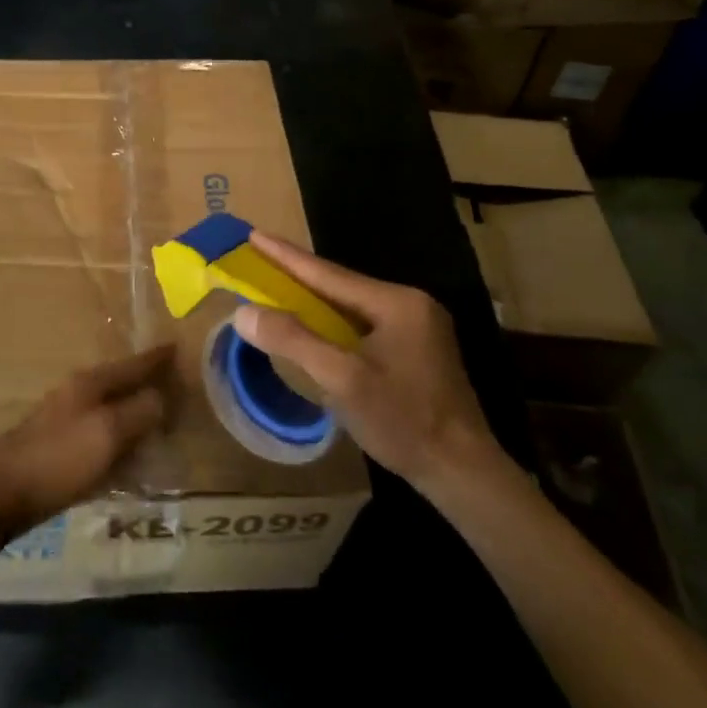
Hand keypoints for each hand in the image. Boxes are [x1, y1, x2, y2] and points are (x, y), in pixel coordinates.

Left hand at [0, 346, 170, 535]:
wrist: (1, 492)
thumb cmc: (59, 458)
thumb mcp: (107, 433)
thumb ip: (138, 412)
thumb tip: (161, 397)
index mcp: (90, 383)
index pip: (132, 364)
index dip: (156, 358)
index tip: (177, 347)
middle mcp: (78, 394)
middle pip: (121, 383)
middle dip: (147, 384)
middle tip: (176, 387)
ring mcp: (65, 419)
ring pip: (111, 409)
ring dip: (134, 412)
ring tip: (159, 420)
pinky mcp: (59, 446)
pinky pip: (100, 433)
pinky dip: (119, 436)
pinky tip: (128, 452)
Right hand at [230, 232, 511, 494]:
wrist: (463, 473)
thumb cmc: (403, 422)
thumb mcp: (343, 380)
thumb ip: (293, 341)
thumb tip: (243, 312)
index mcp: (396, 303)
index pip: (328, 273)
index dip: (285, 255)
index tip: (253, 234)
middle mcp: (410, 305)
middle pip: (340, 286)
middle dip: (297, 274)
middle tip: (258, 258)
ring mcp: (417, 328)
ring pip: (351, 306)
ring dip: (313, 299)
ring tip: (277, 286)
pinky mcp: (416, 351)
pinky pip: (362, 324)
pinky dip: (332, 322)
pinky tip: (314, 325)